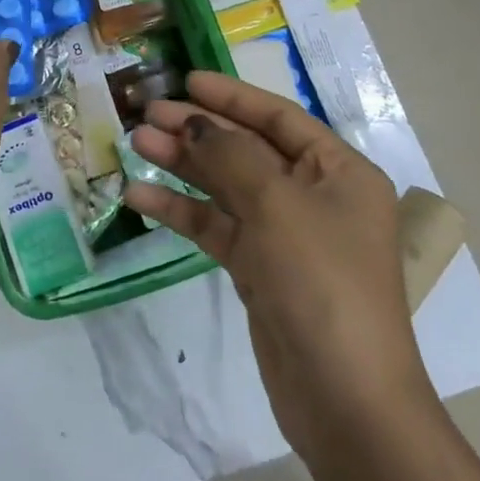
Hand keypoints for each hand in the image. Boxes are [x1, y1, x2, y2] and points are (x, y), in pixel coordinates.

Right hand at [125, 71, 432, 462]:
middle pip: (247, 149)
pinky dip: (182, 211)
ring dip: (184, 166)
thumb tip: (195, 123)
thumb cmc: (321, 282)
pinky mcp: (261, 270)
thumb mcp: (277, 205)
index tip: (185, 82)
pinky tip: (140, 198)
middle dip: (198, 131)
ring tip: (135, 145)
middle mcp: (315, 196)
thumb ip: (231, 156)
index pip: (278, 118)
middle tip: (146, 115)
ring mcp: (286, 235)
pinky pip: (217, 227)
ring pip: (227, 187)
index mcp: (339, 171)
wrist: (344, 399)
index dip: (231, 97)